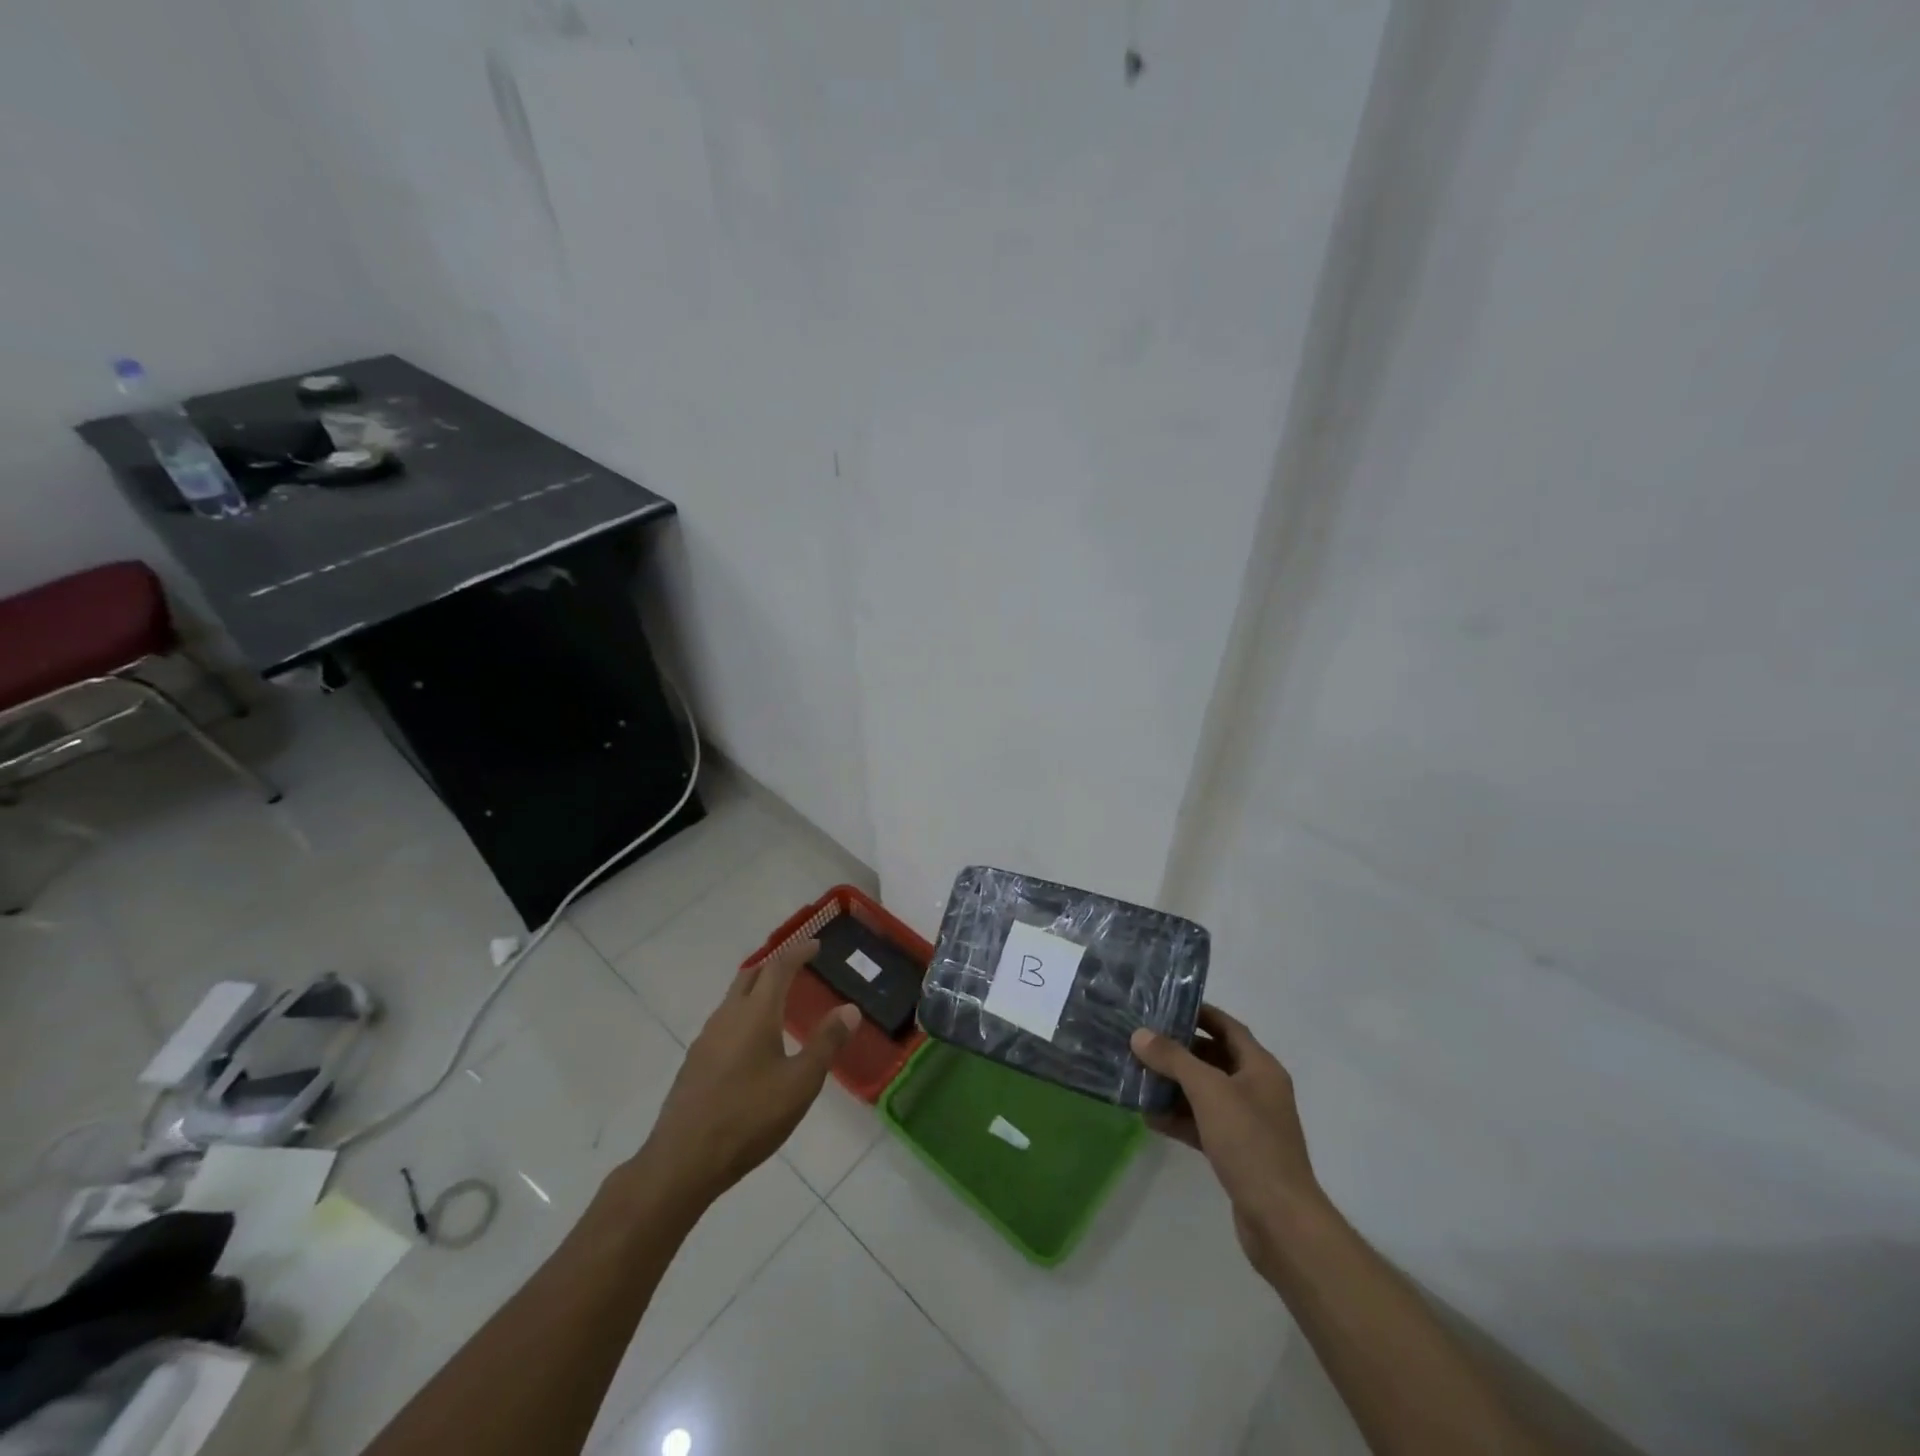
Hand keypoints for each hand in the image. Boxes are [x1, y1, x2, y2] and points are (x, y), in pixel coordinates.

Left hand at [638, 939, 857, 1207]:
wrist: (683, 1161)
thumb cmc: (749, 1118)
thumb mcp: (800, 1083)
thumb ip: (826, 1043)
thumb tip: (850, 1009)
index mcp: (755, 1014)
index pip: (778, 967)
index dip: (798, 952)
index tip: (815, 945)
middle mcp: (727, 1017)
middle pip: (750, 976)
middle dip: (774, 965)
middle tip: (797, 965)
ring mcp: (706, 1040)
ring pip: (733, 999)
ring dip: (756, 990)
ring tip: (778, 1001)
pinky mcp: (695, 1063)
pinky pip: (723, 1022)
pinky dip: (743, 1015)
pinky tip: (752, 1042)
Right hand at [1130, 1005, 1323, 1279]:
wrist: (1281, 1221)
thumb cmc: (1250, 1143)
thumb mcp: (1209, 1091)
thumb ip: (1174, 1059)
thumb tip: (1140, 1034)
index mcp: (1260, 1068)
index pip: (1228, 1027)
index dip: (1199, 1013)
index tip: (1164, 1006)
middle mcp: (1256, 1089)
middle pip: (1213, 1058)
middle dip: (1178, 1051)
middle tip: (1141, 1041)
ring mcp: (1247, 1123)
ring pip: (1204, 1093)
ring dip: (1173, 1085)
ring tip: (1137, 1076)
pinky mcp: (1235, 1152)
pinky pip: (1202, 1123)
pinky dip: (1178, 1117)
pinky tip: (1148, 1117)